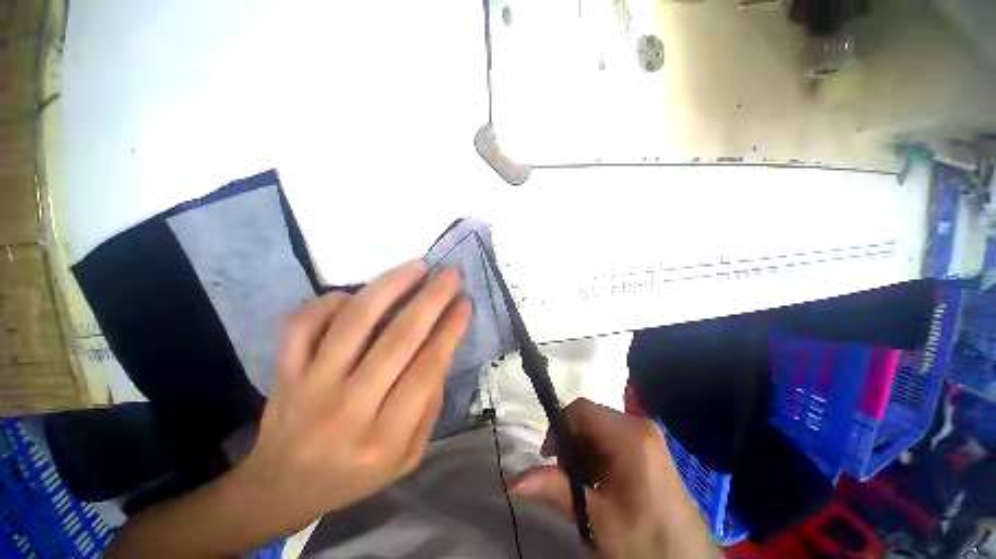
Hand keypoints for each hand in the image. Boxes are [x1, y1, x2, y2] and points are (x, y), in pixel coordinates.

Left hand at [233, 260, 471, 536]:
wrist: (281, 488)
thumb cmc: (354, 474)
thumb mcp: (407, 455)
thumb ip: (430, 405)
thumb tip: (442, 348)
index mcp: (384, 438)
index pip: (427, 369)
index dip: (450, 329)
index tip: (465, 302)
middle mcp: (347, 409)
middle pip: (398, 339)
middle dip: (431, 299)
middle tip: (450, 274)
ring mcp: (309, 386)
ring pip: (354, 321)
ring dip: (390, 286)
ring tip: (416, 267)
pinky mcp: (284, 371)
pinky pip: (304, 323)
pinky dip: (332, 301)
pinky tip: (354, 295)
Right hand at [512, 399, 718, 558]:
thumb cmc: (646, 542)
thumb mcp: (598, 518)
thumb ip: (556, 491)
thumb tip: (513, 480)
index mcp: (630, 435)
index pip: (581, 410)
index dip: (559, 428)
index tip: (550, 458)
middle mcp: (640, 425)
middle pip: (590, 419)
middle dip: (572, 444)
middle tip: (568, 479)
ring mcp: (648, 436)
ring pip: (599, 429)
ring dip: (584, 453)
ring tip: (587, 486)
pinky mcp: (650, 449)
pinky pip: (613, 439)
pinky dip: (599, 457)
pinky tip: (603, 485)